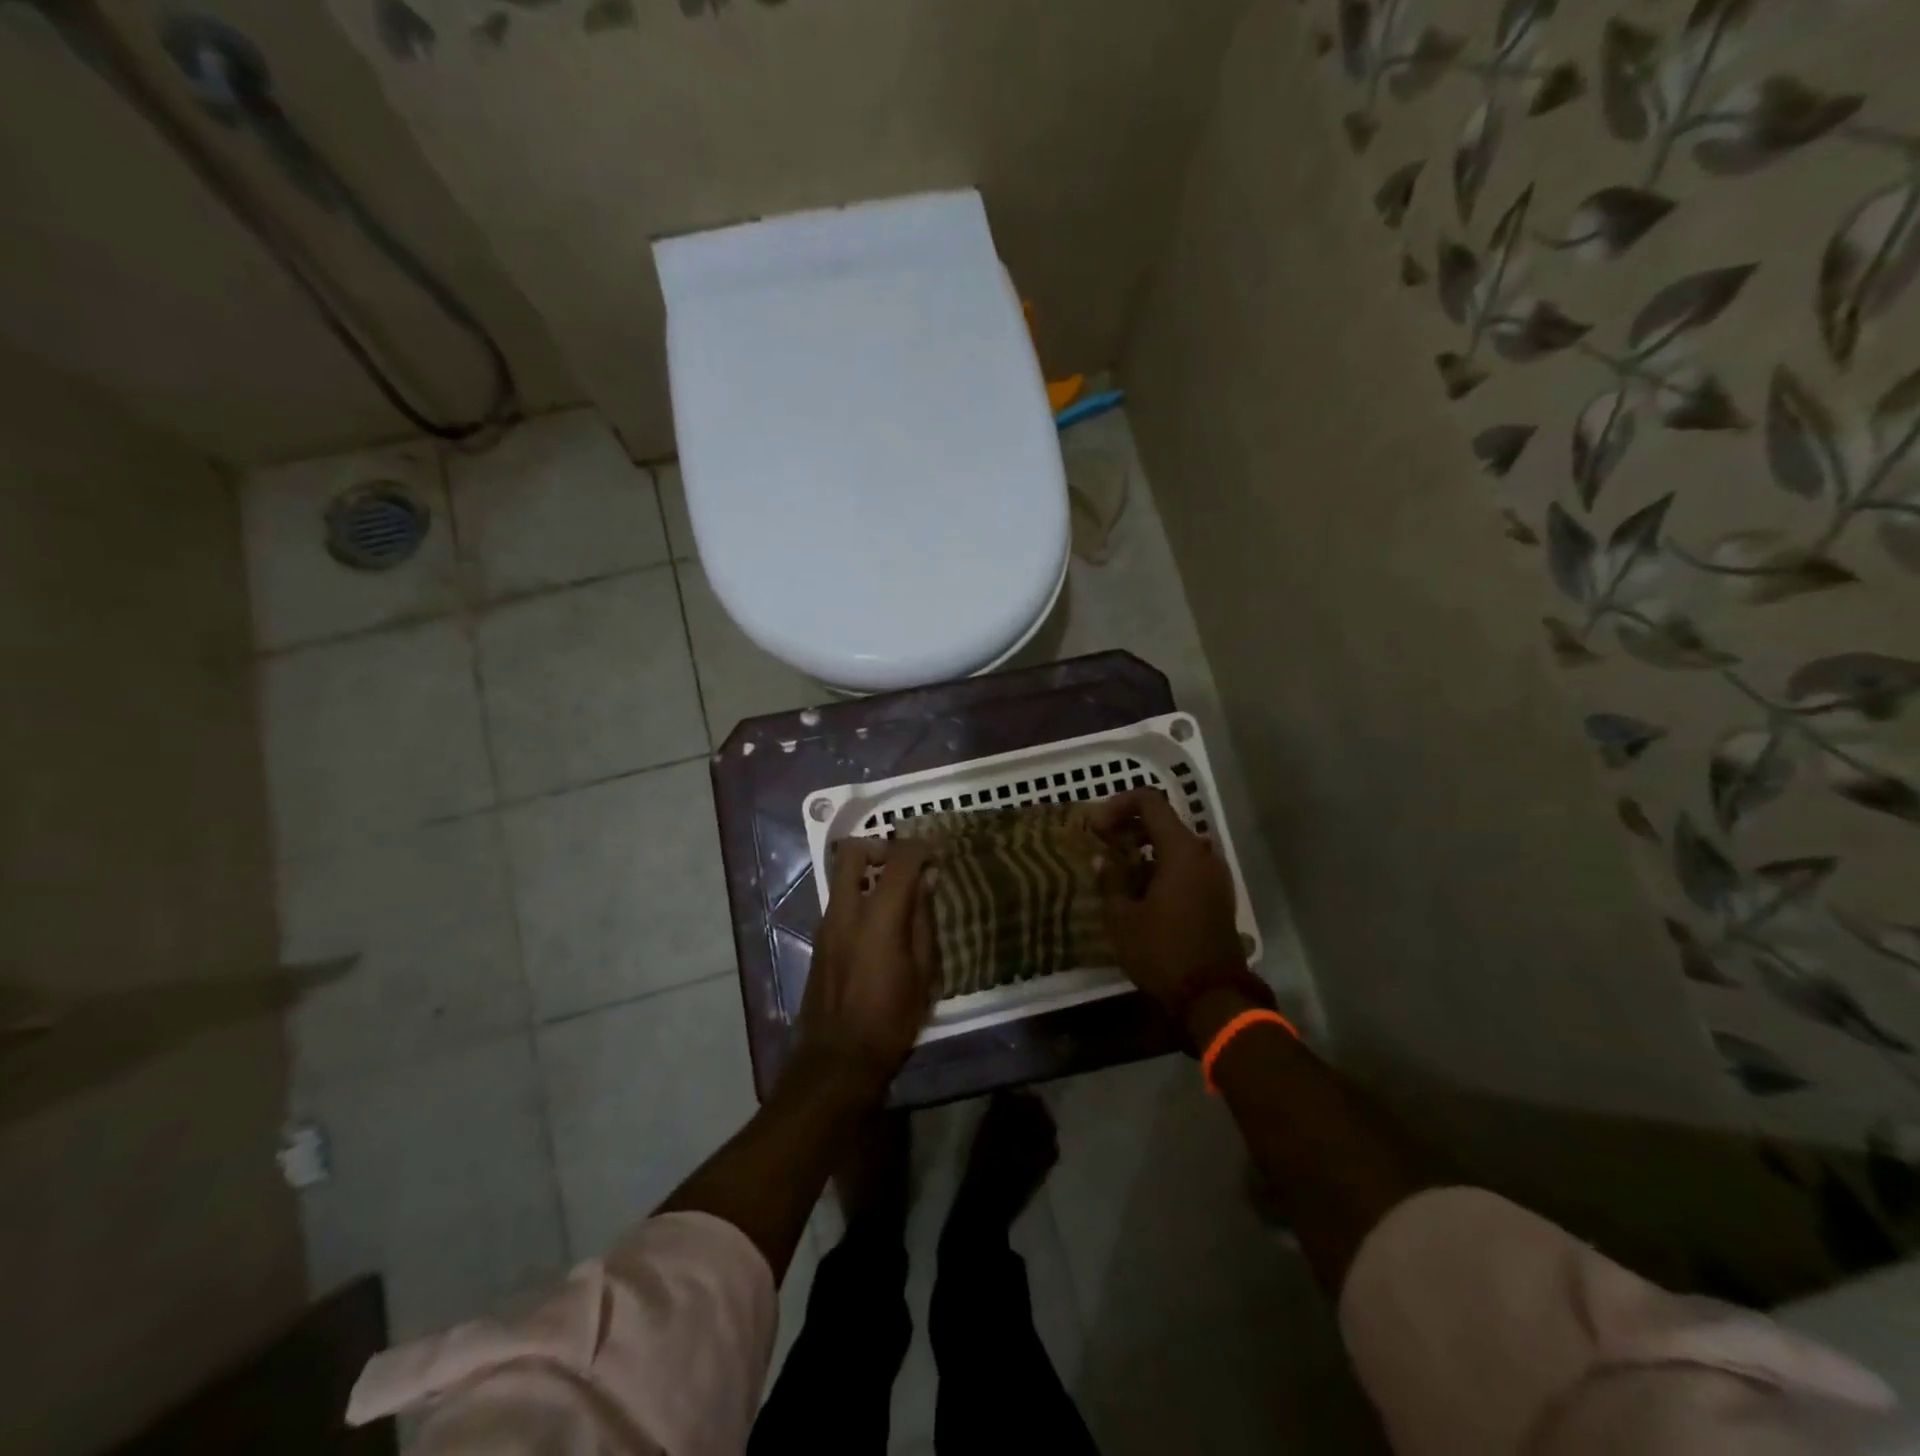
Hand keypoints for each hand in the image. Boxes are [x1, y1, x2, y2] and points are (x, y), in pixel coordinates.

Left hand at [798, 838, 937, 1089]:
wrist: (838, 1059)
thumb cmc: (891, 1019)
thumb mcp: (924, 972)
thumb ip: (923, 919)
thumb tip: (926, 881)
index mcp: (879, 916)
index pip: (899, 858)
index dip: (920, 847)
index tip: (937, 851)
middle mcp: (847, 910)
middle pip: (853, 851)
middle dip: (880, 846)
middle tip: (904, 863)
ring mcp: (827, 923)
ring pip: (841, 875)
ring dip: (867, 872)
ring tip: (896, 895)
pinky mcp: (819, 939)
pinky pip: (839, 900)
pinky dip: (859, 896)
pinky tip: (879, 924)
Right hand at [1086, 789, 1244, 1022]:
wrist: (1213, 998)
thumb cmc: (1163, 952)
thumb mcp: (1123, 918)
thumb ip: (1111, 880)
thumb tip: (1103, 860)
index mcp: (1182, 850)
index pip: (1150, 802)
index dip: (1118, 805)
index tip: (1096, 827)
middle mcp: (1204, 854)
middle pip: (1164, 822)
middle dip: (1130, 827)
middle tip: (1103, 844)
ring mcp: (1215, 875)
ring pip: (1176, 846)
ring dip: (1146, 849)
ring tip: (1118, 870)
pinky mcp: (1218, 896)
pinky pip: (1187, 867)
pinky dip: (1162, 867)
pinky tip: (1140, 892)